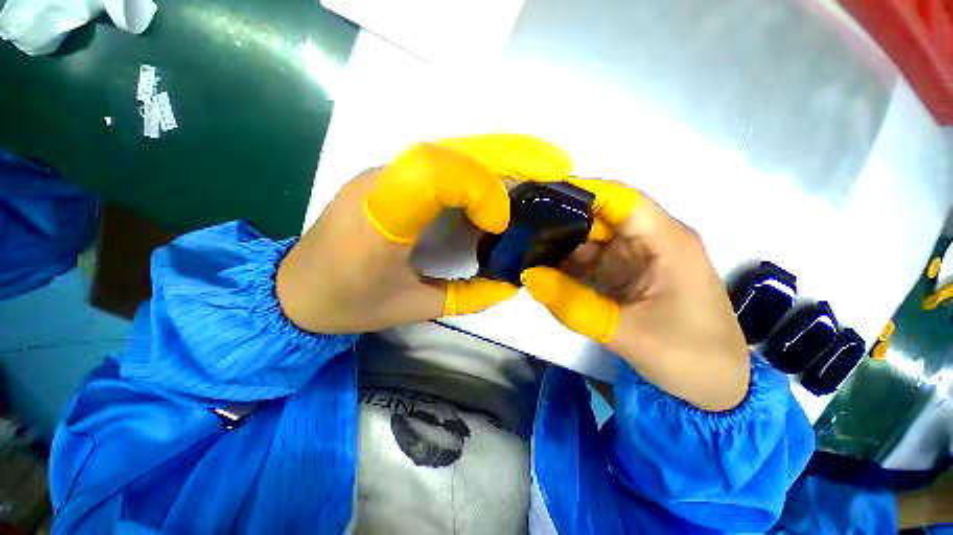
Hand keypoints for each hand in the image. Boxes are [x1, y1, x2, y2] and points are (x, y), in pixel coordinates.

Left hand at [276, 135, 569, 333]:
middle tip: (553, 164)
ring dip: (497, 155)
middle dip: (507, 154)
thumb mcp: (410, 309)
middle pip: (449, 149)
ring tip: (538, 166)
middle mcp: (380, 182)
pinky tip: (500, 178)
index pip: (434, 173)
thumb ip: (465, 298)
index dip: (478, 188)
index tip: (498, 224)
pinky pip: (439, 161)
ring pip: (448, 148)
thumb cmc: (347, 304)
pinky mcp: (386, 177)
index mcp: (379, 218)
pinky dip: (477, 166)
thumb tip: (510, 284)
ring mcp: (382, 173)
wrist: (293, 289)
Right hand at [521, 180, 749, 410]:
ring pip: (592, 241)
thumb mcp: (628, 333)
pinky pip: (592, 263)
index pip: (621, 200)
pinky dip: (568, 266)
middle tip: (522, 229)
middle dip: (562, 221)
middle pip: (601, 218)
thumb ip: (574, 305)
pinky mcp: (627, 276)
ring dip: (561, 246)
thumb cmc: (689, 357)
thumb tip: (529, 276)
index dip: (582, 192)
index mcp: (667, 242)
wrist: (716, 389)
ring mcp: (638, 259)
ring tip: (525, 249)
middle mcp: (652, 242)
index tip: (541, 198)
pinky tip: (543, 270)